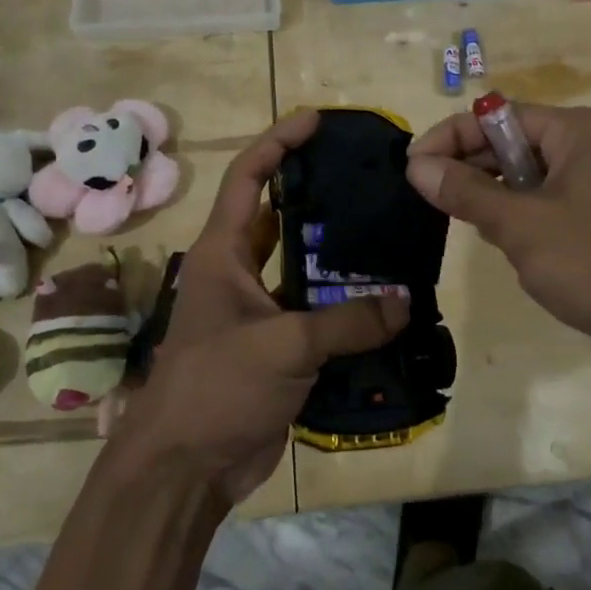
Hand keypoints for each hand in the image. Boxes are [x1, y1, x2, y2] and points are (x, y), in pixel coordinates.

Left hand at [112, 109, 408, 504]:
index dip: (278, 142)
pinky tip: (383, 299)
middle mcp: (237, 271)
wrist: (185, 468)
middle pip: (279, 216)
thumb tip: (405, 301)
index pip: (248, 177)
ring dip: (336, 253)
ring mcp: (257, 310)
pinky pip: (315, 311)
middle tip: (366, 178)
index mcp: (222, 252)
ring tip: (386, 231)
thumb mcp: (283, 345)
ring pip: (301, 266)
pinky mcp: (275, 346)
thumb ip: (347, 321)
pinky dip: (344, 304)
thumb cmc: (216, 387)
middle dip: (317, 193)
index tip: (316, 121)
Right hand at [404, 104, 590, 385]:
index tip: (411, 167)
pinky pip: (548, 204)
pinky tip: (502, 242)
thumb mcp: (521, 224)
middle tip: (426, 196)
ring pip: (528, 177)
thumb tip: (416, 166)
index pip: (499, 115)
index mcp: (580, 129)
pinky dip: (520, 217)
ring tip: (460, 220)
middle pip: (514, 143)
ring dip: (493, 195)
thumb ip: (465, 191)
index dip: (451, 137)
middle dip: (470, 167)